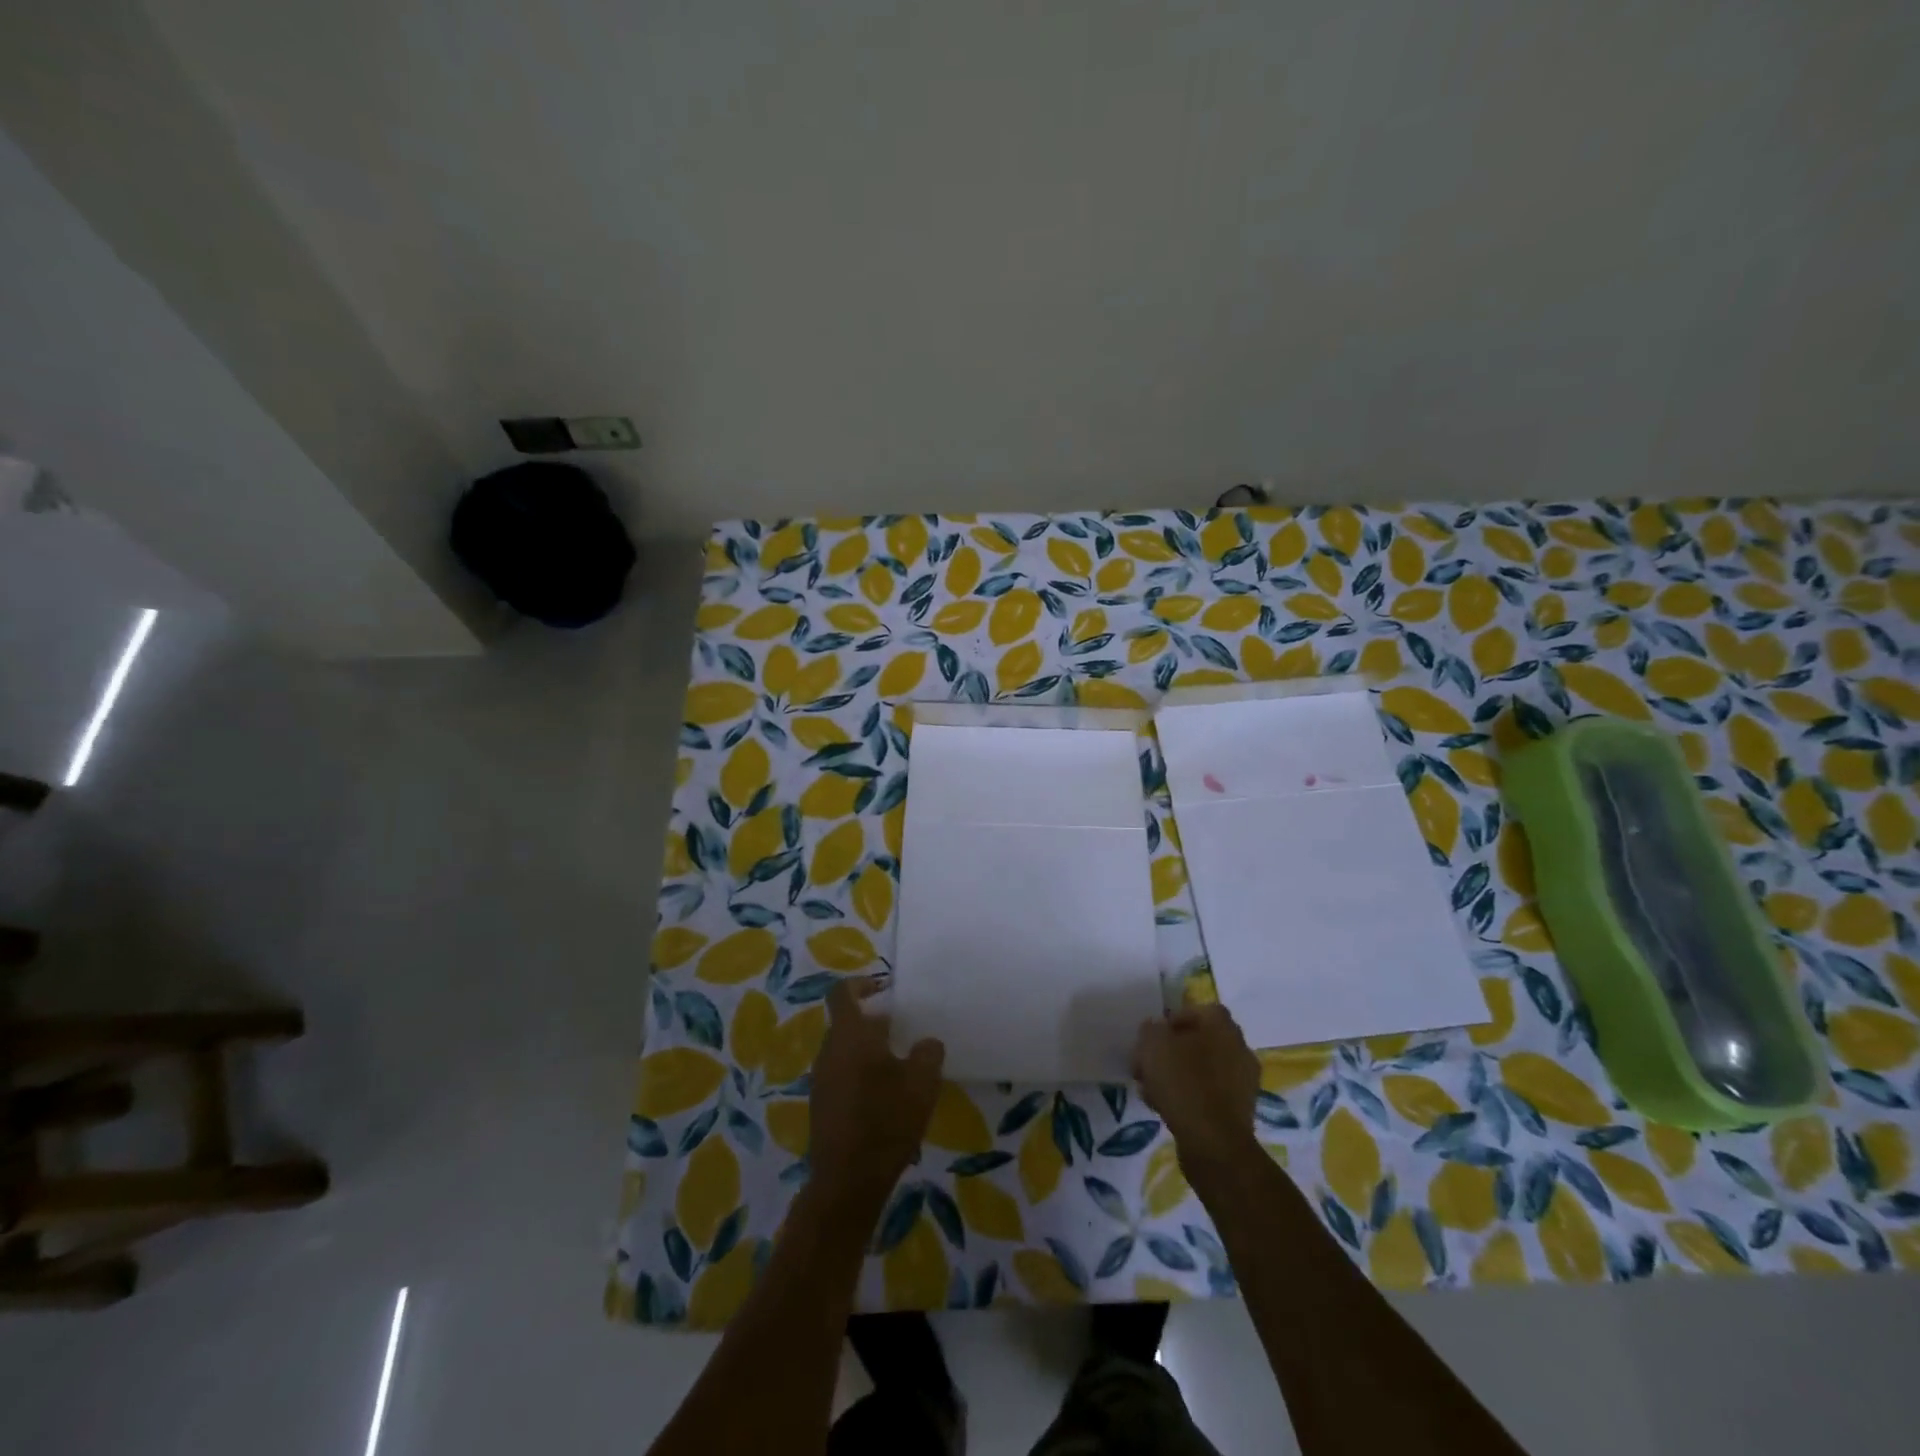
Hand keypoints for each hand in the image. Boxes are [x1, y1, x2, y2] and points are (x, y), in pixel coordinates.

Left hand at [809, 978, 944, 1214]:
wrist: (848, 1181)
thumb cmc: (886, 1120)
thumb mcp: (922, 1082)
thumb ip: (927, 1053)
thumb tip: (926, 1043)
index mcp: (849, 1035)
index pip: (843, 993)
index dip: (862, 984)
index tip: (885, 988)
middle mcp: (829, 1051)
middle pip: (846, 1024)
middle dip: (873, 1023)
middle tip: (904, 1032)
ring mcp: (821, 1081)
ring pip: (845, 1052)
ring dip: (868, 1052)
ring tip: (900, 1067)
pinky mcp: (822, 1107)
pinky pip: (842, 1077)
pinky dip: (861, 1077)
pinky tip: (886, 1099)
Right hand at [1134, 1004, 1260, 1175]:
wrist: (1215, 1144)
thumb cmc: (1184, 1083)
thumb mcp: (1153, 1045)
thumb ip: (1151, 1030)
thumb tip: (1156, 1030)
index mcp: (1222, 1025)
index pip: (1197, 1010)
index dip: (1171, 1021)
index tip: (1152, 1039)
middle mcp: (1239, 1047)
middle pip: (1198, 1041)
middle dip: (1171, 1051)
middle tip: (1148, 1065)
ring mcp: (1243, 1080)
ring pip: (1202, 1069)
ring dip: (1178, 1075)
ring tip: (1152, 1091)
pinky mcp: (1240, 1110)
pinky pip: (1209, 1094)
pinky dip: (1190, 1097)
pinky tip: (1167, 1109)